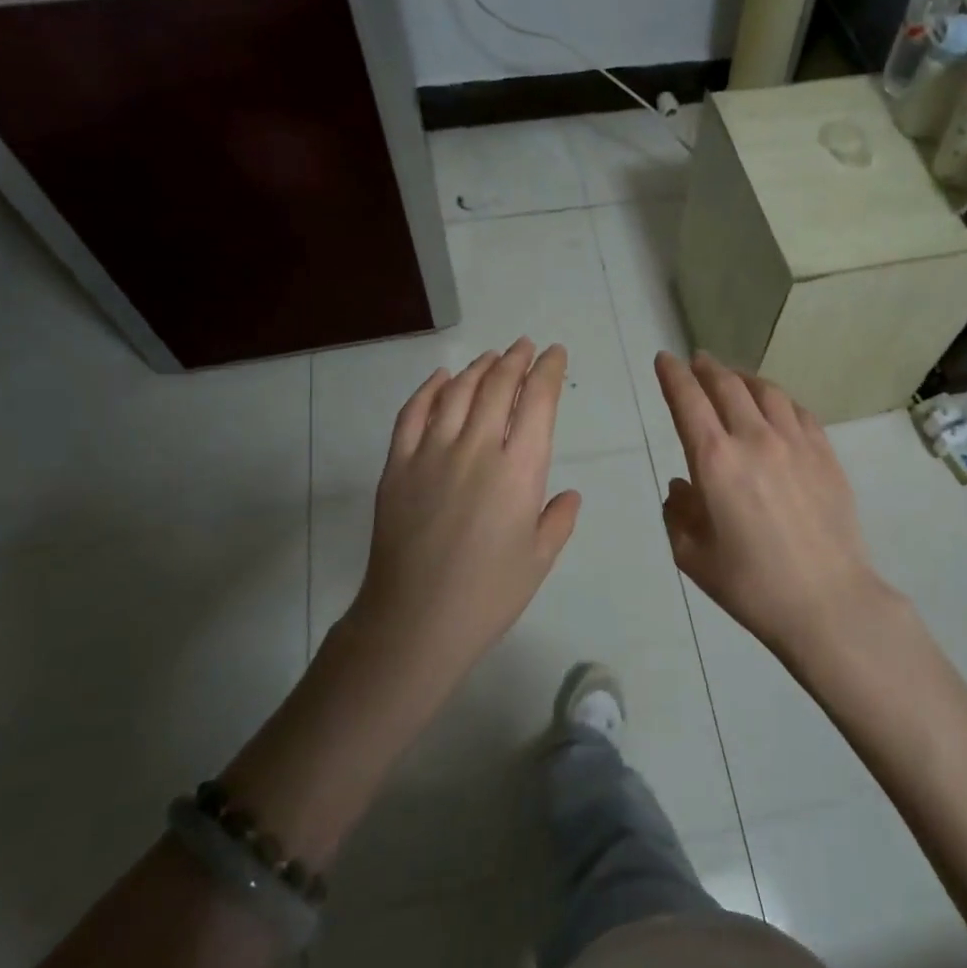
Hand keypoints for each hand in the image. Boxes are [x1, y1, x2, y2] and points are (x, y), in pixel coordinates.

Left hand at [345, 339, 581, 691]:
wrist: (415, 621)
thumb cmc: (488, 595)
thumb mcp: (539, 559)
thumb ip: (558, 519)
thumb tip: (569, 494)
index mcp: (519, 470)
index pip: (537, 402)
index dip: (547, 371)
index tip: (554, 354)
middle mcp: (476, 448)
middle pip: (497, 386)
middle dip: (515, 360)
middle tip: (524, 346)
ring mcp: (431, 453)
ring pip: (457, 392)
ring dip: (477, 368)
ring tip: (491, 357)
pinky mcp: (397, 466)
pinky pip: (412, 414)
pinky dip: (428, 389)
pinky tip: (440, 378)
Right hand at [656, 351, 892, 661]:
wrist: (828, 602)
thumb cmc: (751, 585)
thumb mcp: (693, 556)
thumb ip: (678, 513)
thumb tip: (681, 486)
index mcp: (715, 461)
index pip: (688, 400)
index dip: (673, 375)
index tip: (664, 360)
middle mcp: (754, 438)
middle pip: (727, 385)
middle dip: (706, 368)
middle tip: (697, 361)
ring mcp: (795, 443)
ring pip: (766, 391)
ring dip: (743, 378)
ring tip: (734, 378)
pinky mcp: (825, 454)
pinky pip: (797, 411)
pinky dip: (778, 399)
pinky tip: (775, 406)